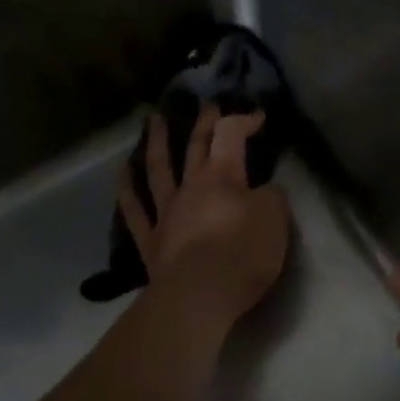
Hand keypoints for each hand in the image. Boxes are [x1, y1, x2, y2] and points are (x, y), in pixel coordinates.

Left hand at [122, 108, 289, 327]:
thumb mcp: (275, 221)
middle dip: (204, 123)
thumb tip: (263, 192)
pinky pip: (135, 209)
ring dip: (156, 142)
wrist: (199, 295)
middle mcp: (191, 187)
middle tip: (206, 104)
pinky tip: (124, 173)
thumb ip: (271, 199)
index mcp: (223, 178)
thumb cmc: (243, 255)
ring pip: (158, 168)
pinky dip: (127, 189)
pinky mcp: (151, 240)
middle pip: (195, 146)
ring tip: (152, 121)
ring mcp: (166, 212)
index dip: (244, 121)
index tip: (258, 116)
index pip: (231, 135)